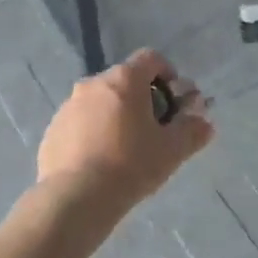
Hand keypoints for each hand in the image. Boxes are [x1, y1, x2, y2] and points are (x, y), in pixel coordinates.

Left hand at [36, 49, 213, 221]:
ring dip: (114, 116)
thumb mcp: (171, 150)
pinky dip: (92, 134)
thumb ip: (192, 131)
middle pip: (125, 80)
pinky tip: (99, 163)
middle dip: (141, 99)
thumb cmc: (130, 165)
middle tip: (152, 130)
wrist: (75, 199)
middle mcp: (94, 83)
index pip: (151, 58)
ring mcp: (69, 106)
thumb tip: (205, 123)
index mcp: (124, 79)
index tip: (173, 102)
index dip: (167, 74)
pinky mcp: (52, 130)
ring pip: (100, 102)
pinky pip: (79, 123)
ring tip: (124, 151)